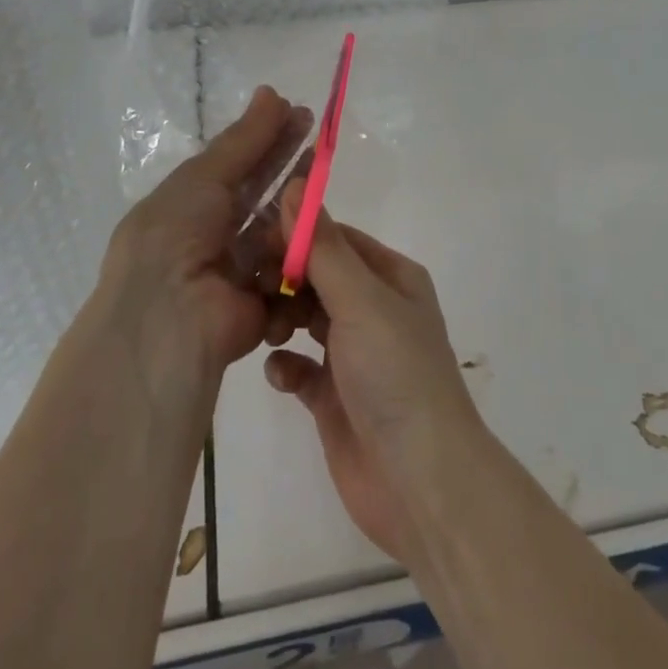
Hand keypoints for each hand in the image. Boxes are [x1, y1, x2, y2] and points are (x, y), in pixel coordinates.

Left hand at [97, 87, 311, 382]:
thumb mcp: (204, 177)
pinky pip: (287, 276)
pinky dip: (293, 259)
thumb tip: (272, 91)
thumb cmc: (176, 235)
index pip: (237, 164)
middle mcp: (210, 236)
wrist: (166, 320)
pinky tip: (303, 242)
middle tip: (321, 139)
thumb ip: (244, 139)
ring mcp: (235, 273)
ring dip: (294, 216)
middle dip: (290, 168)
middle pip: (261, 195)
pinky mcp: (259, 308)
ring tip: (313, 198)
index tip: (301, 114)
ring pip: (277, 234)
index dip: (268, 138)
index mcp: (188, 205)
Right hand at [263, 183, 485, 564]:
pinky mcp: (334, 397)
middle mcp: (373, 309)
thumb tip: (294, 185)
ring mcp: (354, 354)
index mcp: (390, 277)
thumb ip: (322, 247)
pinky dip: (285, 365)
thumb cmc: (396, 375)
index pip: (335, 239)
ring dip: (280, 318)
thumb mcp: (361, 301)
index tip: (252, 239)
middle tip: (247, 285)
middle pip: (316, 276)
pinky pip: (299, 367)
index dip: (296, 235)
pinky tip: (279, 373)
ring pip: (304, 318)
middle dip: (283, 278)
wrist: (420, 483)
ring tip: (264, 329)